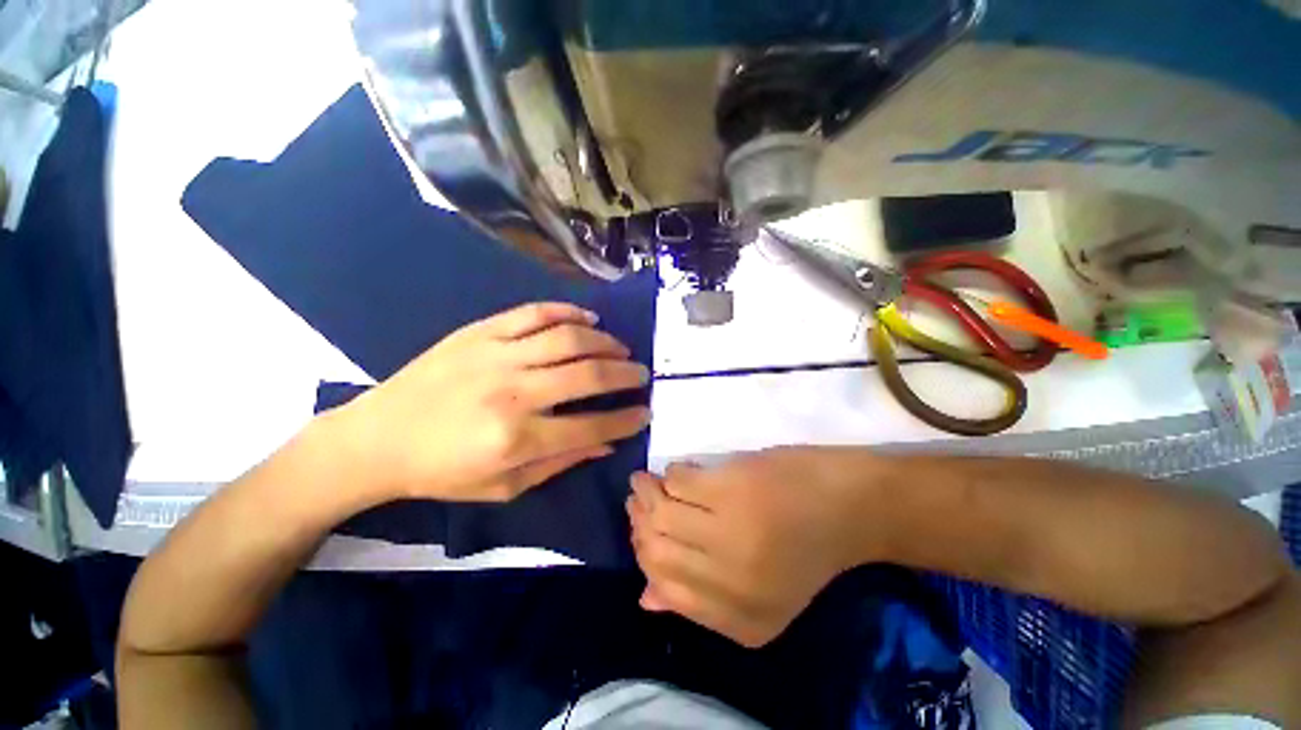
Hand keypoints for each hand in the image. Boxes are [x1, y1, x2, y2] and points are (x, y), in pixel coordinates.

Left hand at [333, 303, 650, 502]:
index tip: (645, 412)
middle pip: (587, 375)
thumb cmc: (442, 472)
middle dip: (625, 375)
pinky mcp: (480, 331)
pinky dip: (568, 311)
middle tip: (642, 374)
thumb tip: (607, 443)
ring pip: (568, 338)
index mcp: (517, 439)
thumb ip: (560, 462)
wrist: (377, 439)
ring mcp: (496, 355)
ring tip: (621, 348)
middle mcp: (512, 392)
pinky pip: (534, 313)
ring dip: (604, 341)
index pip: (591, 425)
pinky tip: (588, 318)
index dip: (625, 420)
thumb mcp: (504, 487)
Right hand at [628, 447, 878, 646]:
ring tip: (646, 480)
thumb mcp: (762, 592)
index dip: (644, 556)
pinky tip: (679, 471)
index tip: (641, 530)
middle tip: (639, 498)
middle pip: (655, 549)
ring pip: (661, 513)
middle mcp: (731, 585)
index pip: (664, 588)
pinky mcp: (733, 489)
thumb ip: (702, 600)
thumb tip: (645, 597)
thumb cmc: (806, 544)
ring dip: (646, 492)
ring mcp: (732, 535)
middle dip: (639, 521)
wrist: (853, 505)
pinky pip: (678, 481)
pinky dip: (671, 474)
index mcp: (741, 621)